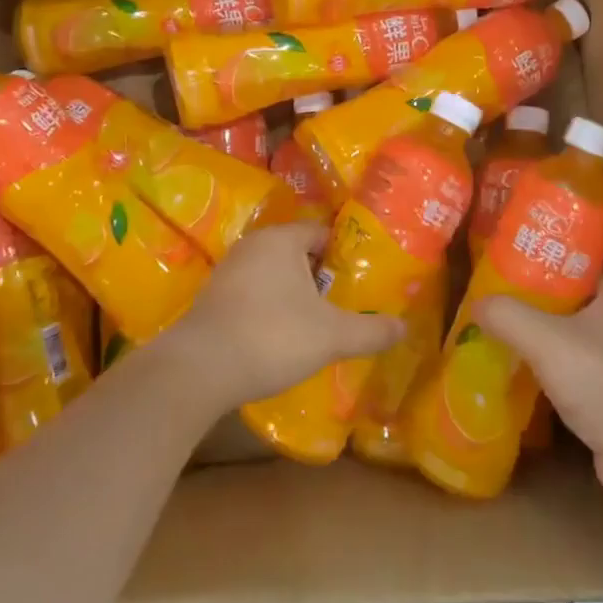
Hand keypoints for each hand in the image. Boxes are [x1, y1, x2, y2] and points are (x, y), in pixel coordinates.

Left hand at [164, 222, 402, 411]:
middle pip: (297, 253)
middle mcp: (253, 245)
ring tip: (317, 322)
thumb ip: (370, 330)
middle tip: (344, 302)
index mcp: (282, 239)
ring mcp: (228, 271)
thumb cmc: (272, 336)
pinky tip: (280, 337)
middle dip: (320, 276)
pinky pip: (252, 294)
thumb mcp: (331, 336)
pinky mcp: (212, 299)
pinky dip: (269, 309)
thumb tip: (404, 327)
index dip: (344, 253)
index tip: (361, 277)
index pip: (322, 232)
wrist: (198, 370)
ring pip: (273, 275)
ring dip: (293, 294)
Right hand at [474, 272, 602, 508]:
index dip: (542, 264)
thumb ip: (508, 315)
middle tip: (496, 304)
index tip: (507, 268)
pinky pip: (578, 374)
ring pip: (573, 341)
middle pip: (571, 303)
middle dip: (535, 305)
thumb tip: (478, 304)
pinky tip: (523, 378)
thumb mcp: (545, 339)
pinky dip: (553, 374)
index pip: (577, 266)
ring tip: (501, 337)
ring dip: (542, 342)